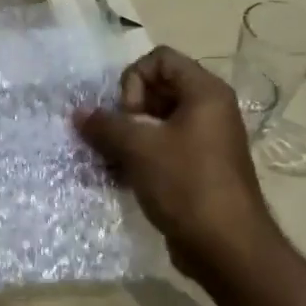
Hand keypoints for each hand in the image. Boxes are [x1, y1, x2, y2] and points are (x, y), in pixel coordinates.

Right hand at [75, 47, 279, 279]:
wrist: (226, 247)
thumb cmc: (186, 184)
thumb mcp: (139, 148)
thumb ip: (105, 125)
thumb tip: (79, 113)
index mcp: (204, 93)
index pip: (159, 59)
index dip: (134, 80)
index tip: (129, 116)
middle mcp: (209, 110)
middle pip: (156, 89)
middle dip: (126, 111)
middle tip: (118, 140)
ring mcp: (205, 141)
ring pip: (156, 122)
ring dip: (128, 137)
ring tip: (111, 161)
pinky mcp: (198, 169)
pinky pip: (163, 149)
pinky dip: (140, 157)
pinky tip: (121, 178)